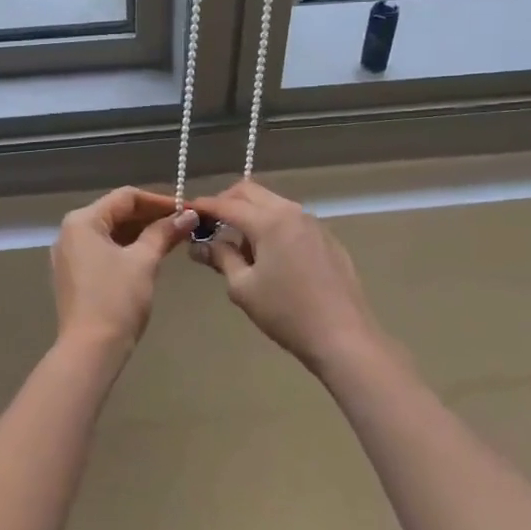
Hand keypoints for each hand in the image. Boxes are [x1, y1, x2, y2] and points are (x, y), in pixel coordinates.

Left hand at [50, 187, 197, 351]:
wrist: (90, 350)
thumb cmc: (117, 300)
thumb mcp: (144, 261)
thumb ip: (164, 233)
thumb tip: (188, 215)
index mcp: (82, 221)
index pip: (126, 197)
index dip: (159, 201)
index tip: (187, 210)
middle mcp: (71, 232)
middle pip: (117, 213)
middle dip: (151, 217)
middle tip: (184, 224)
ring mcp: (70, 254)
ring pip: (111, 233)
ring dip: (141, 233)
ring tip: (173, 238)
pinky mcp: (74, 275)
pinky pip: (104, 250)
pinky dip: (128, 249)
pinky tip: (152, 254)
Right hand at [189, 180, 381, 373]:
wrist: (344, 337)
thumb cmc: (287, 313)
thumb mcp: (243, 288)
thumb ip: (221, 258)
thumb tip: (200, 244)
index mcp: (269, 221)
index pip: (227, 204)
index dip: (204, 206)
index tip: (186, 211)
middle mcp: (292, 212)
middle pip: (251, 192)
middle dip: (227, 202)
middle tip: (211, 225)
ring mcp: (313, 223)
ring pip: (273, 204)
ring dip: (251, 214)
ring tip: (240, 247)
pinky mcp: (327, 239)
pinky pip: (292, 220)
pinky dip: (273, 226)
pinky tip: (271, 257)